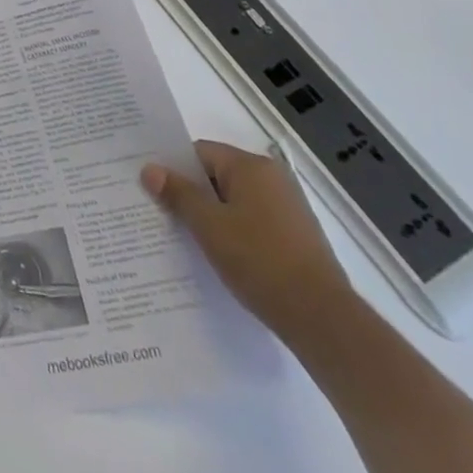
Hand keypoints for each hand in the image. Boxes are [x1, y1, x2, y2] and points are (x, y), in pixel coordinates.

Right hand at [142, 140, 355, 338]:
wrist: (323, 319)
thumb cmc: (260, 261)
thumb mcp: (208, 226)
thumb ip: (177, 193)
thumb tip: (149, 169)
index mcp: (251, 166)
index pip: (200, 153)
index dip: (175, 169)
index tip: (154, 189)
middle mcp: (273, 178)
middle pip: (218, 175)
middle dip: (192, 194)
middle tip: (163, 213)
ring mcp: (289, 208)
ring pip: (235, 201)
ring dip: (213, 215)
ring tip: (188, 238)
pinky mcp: (297, 236)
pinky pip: (253, 222)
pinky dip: (235, 232)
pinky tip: (222, 255)